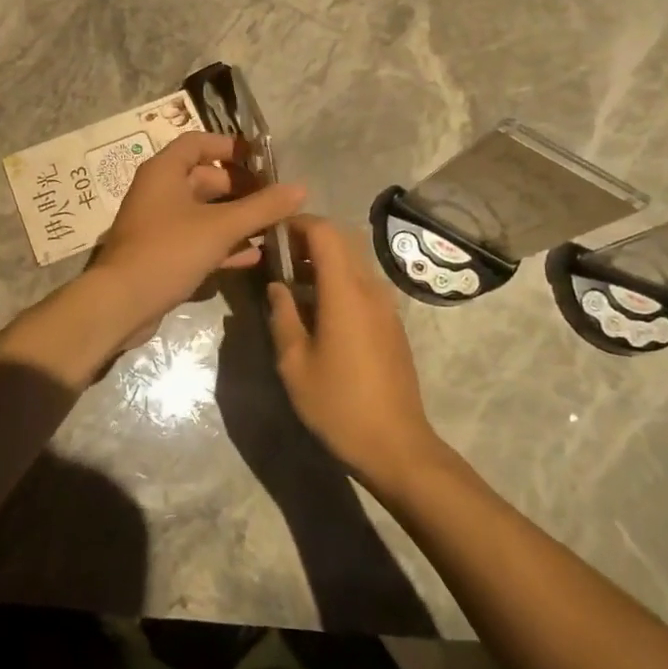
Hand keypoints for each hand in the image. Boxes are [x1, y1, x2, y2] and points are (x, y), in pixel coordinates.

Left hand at [92, 132, 304, 350]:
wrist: (122, 303)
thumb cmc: (169, 251)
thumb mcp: (220, 227)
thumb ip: (262, 207)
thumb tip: (301, 188)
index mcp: (164, 171)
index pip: (198, 143)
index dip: (230, 147)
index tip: (262, 159)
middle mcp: (159, 191)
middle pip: (205, 179)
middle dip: (242, 188)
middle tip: (276, 200)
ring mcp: (159, 224)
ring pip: (204, 212)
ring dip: (236, 218)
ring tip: (274, 227)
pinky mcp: (163, 253)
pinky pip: (199, 239)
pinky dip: (224, 243)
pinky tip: (255, 255)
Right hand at [267, 215, 445, 491]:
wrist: (396, 445)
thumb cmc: (338, 404)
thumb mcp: (294, 363)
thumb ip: (282, 315)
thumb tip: (276, 286)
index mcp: (345, 291)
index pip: (324, 231)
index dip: (296, 223)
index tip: (271, 234)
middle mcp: (370, 288)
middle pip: (341, 241)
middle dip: (308, 239)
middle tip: (277, 259)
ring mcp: (386, 306)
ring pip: (353, 262)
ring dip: (323, 261)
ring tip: (292, 285)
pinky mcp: (392, 323)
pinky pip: (362, 285)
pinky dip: (338, 281)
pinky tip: (318, 311)